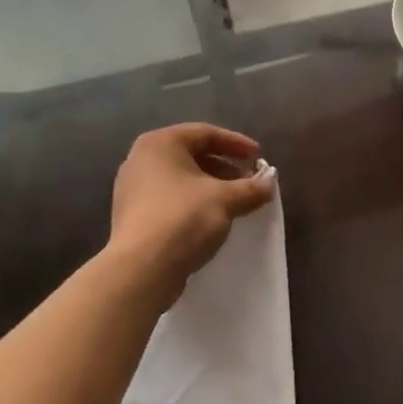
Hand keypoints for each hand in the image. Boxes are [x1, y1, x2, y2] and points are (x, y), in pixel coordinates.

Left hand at [110, 123, 276, 301]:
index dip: (236, 144)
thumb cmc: (183, 218)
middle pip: (192, 155)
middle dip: (224, 167)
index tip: (258, 156)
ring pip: (181, 179)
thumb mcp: (225, 200)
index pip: (205, 133)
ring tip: (235, 201)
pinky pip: (169, 199)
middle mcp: (141, 159)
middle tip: (249, 180)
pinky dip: (193, 202)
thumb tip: (270, 184)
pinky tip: (212, 219)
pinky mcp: (132, 215)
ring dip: (211, 187)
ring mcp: (132, 188)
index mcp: (160, 143)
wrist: (141, 270)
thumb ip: (250, 188)